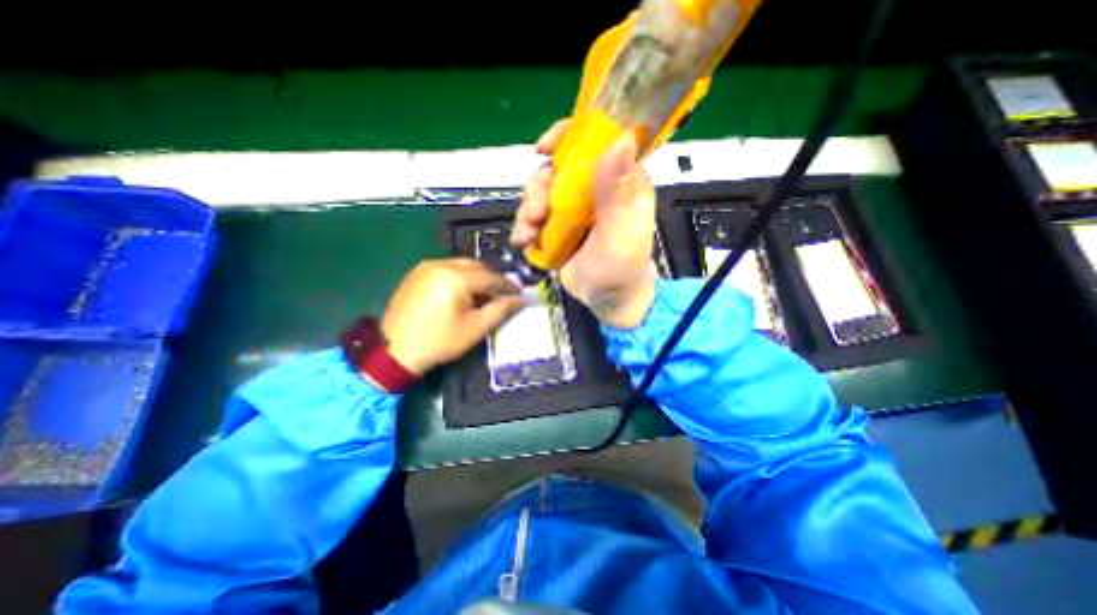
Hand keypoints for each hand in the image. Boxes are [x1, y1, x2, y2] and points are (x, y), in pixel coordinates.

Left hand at [383, 256, 525, 374]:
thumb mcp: (475, 328)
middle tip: (501, 295)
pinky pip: (446, 268)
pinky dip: (460, 276)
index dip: (507, 284)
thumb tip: (520, 299)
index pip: (490, 276)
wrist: (395, 351)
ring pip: (461, 265)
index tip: (519, 292)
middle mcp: (440, 265)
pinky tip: (461, 293)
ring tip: (482, 295)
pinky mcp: (416, 272)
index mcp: (455, 278)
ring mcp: (426, 267)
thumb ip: (500, 309)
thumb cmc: (439, 341)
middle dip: (491, 279)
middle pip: (476, 266)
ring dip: (476, 277)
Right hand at [513, 120, 653, 332]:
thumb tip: (621, 139)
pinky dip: (525, 225)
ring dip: (528, 209)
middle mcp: (595, 188)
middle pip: (558, 168)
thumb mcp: (620, 234)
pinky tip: (523, 240)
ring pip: (541, 191)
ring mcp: (575, 208)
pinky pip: (535, 214)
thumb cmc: (620, 270)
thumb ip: (617, 193)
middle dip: (539, 187)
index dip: (567, 137)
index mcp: (619, 181)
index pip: (596, 142)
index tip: (544, 150)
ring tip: (527, 233)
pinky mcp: (559, 226)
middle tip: (535, 213)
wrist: (607, 301)